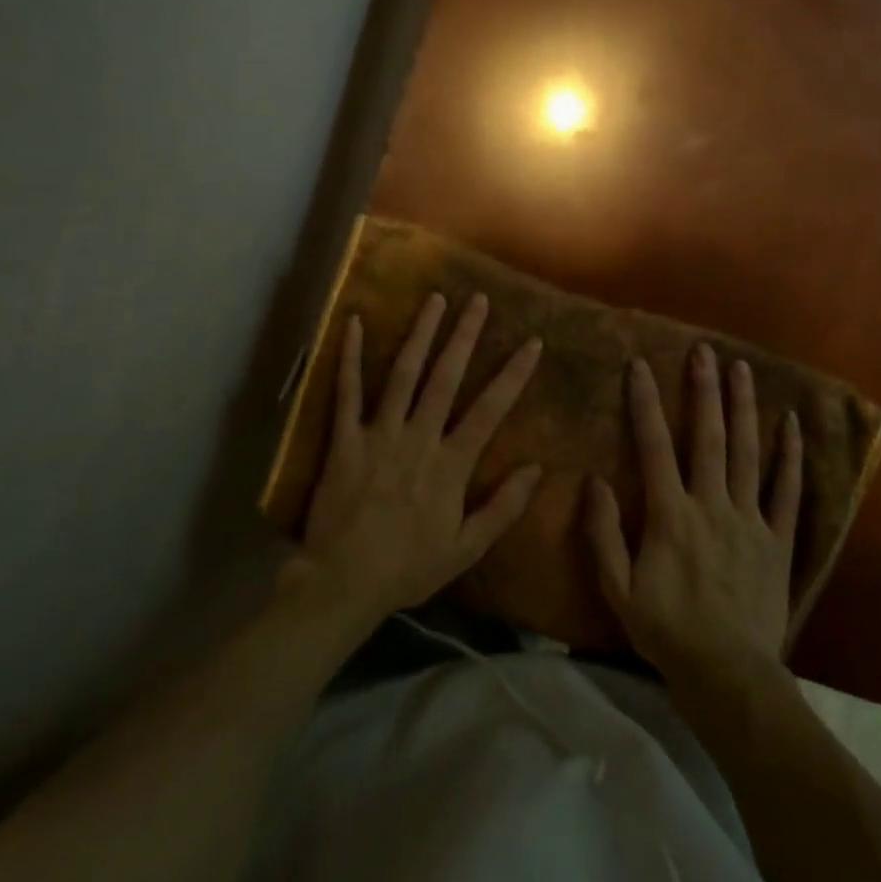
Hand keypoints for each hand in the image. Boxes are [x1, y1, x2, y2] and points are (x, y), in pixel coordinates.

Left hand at [286, 293, 543, 633]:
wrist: (343, 582)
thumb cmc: (408, 567)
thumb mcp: (466, 547)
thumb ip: (503, 507)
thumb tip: (537, 468)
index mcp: (450, 464)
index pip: (489, 410)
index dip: (513, 374)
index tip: (532, 342)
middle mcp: (418, 438)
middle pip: (445, 378)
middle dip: (464, 336)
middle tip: (477, 299)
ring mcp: (379, 434)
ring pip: (403, 374)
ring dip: (420, 334)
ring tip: (434, 299)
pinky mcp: (345, 438)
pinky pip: (347, 391)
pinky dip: (349, 357)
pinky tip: (353, 323)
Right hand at [584, 344, 801, 689]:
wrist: (729, 676)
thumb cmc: (666, 631)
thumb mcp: (618, 590)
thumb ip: (603, 533)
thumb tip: (593, 480)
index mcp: (670, 515)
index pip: (654, 446)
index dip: (645, 403)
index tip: (639, 365)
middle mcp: (711, 505)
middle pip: (707, 437)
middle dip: (703, 390)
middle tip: (704, 351)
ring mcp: (749, 520)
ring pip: (746, 453)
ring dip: (743, 408)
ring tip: (741, 369)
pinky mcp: (777, 539)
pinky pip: (788, 492)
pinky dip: (790, 457)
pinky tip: (792, 424)